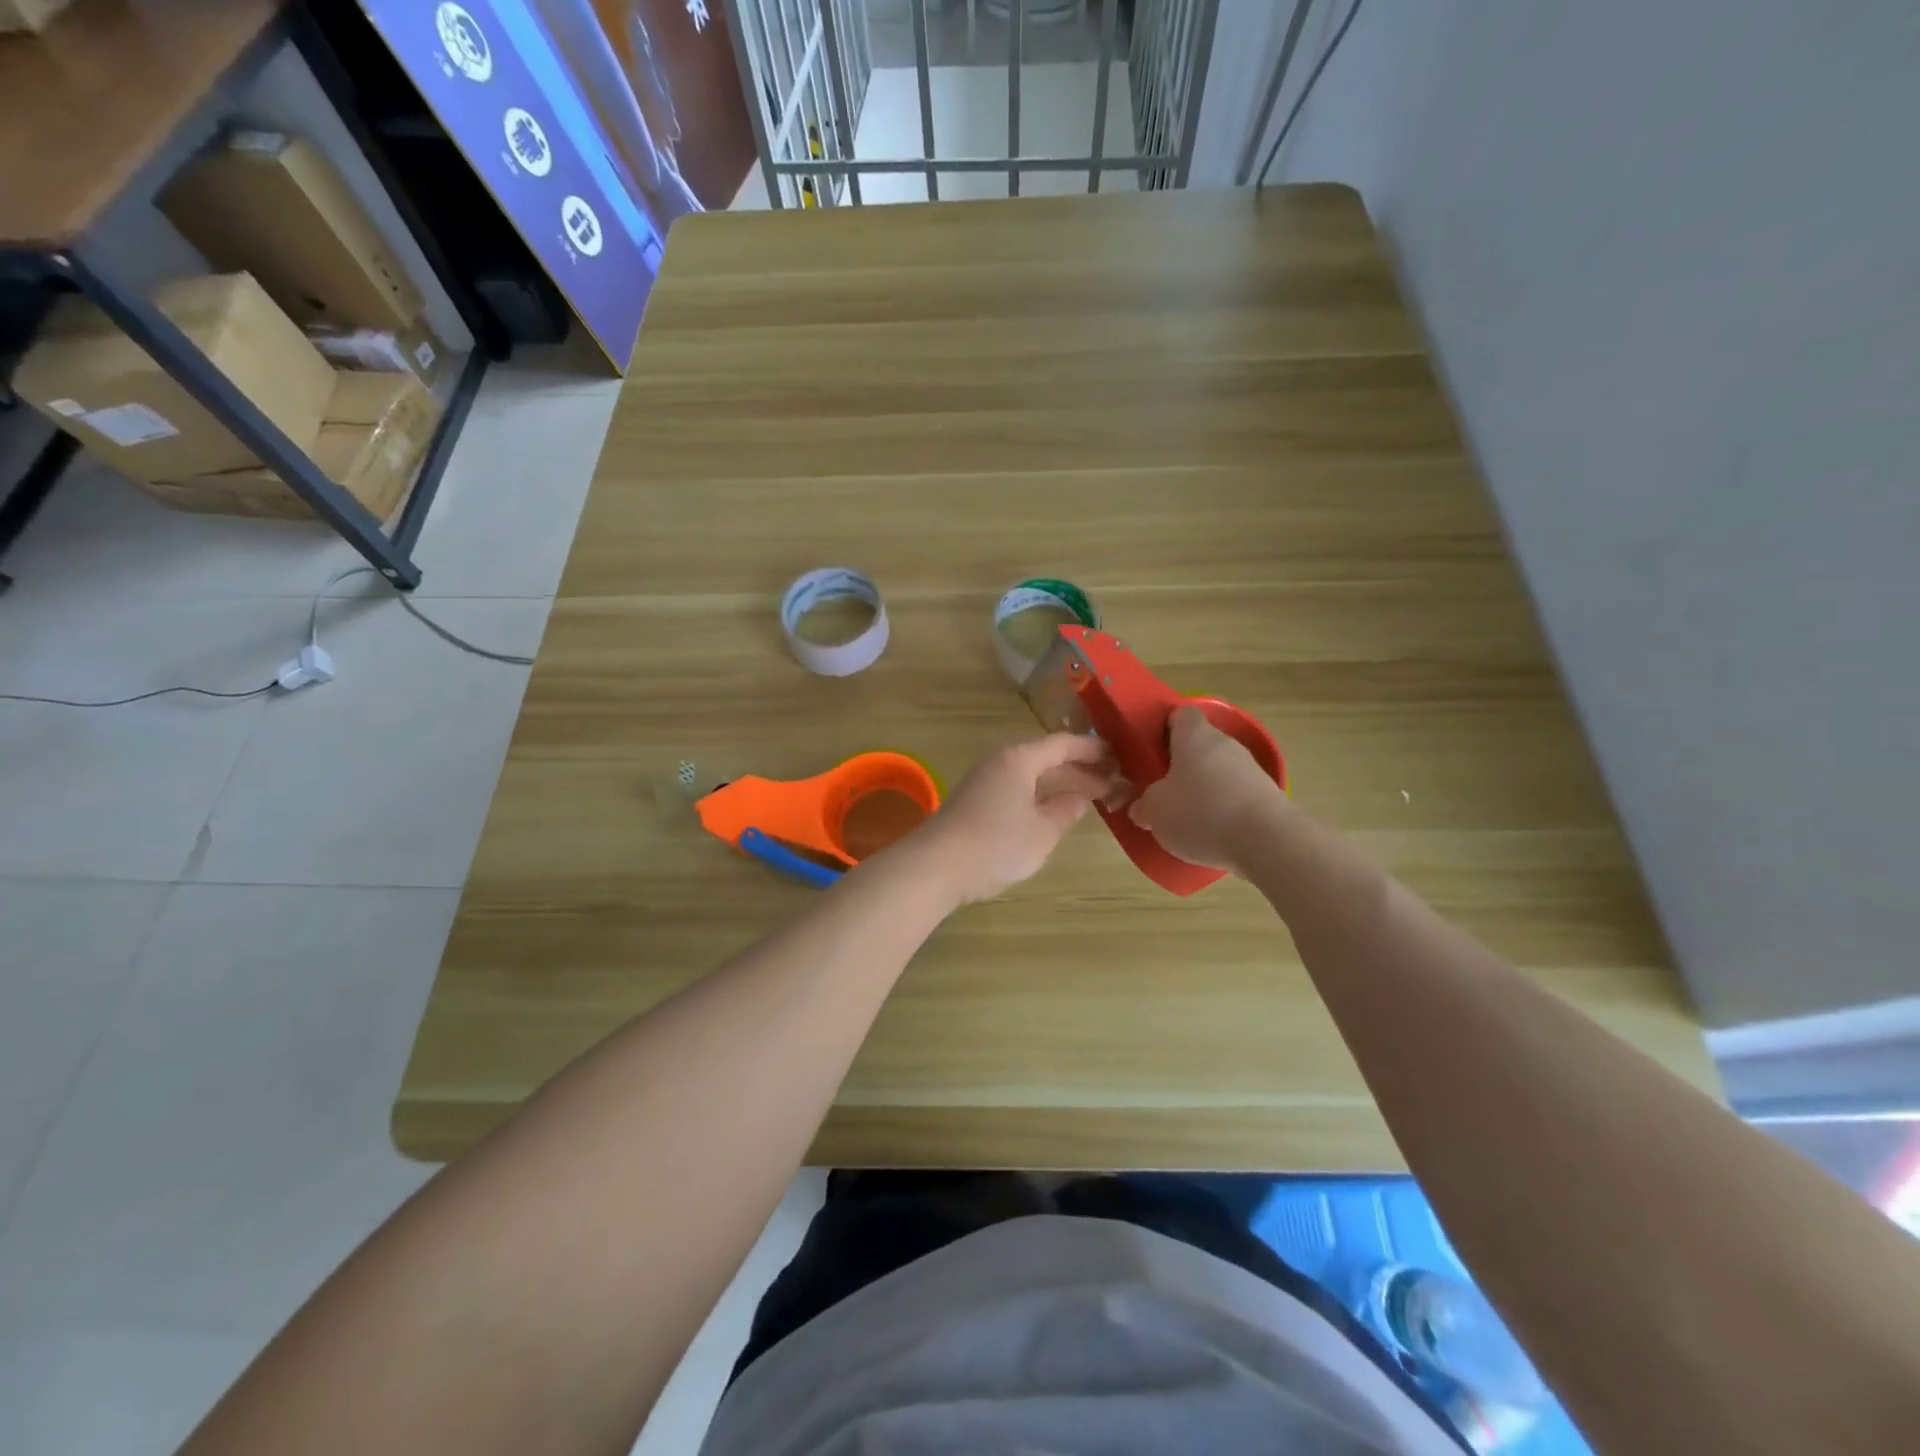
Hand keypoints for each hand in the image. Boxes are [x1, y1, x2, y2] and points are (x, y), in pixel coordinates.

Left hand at [910, 734, 1120, 904]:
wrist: (935, 867)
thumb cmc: (995, 845)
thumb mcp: (1043, 831)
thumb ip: (1067, 810)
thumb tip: (1081, 796)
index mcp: (1020, 758)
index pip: (1064, 743)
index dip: (1094, 749)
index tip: (1120, 756)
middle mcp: (1002, 761)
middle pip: (1048, 756)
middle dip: (1081, 767)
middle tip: (1114, 779)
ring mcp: (985, 781)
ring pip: (1032, 774)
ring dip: (1061, 782)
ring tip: (1092, 795)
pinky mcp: (976, 801)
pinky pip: (1018, 787)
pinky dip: (1041, 794)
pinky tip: (1053, 810)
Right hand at [1127, 705, 1286, 874]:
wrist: (1266, 841)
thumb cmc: (1200, 812)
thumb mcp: (1155, 810)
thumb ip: (1144, 804)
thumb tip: (1142, 807)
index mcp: (1195, 736)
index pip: (1180, 714)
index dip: (1164, 728)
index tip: (1151, 750)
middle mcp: (1225, 743)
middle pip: (1200, 745)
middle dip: (1181, 765)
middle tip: (1163, 790)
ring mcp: (1251, 768)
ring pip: (1219, 771)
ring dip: (1204, 788)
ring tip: (1187, 818)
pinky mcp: (1268, 795)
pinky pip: (1236, 794)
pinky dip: (1224, 808)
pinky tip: (1213, 833)